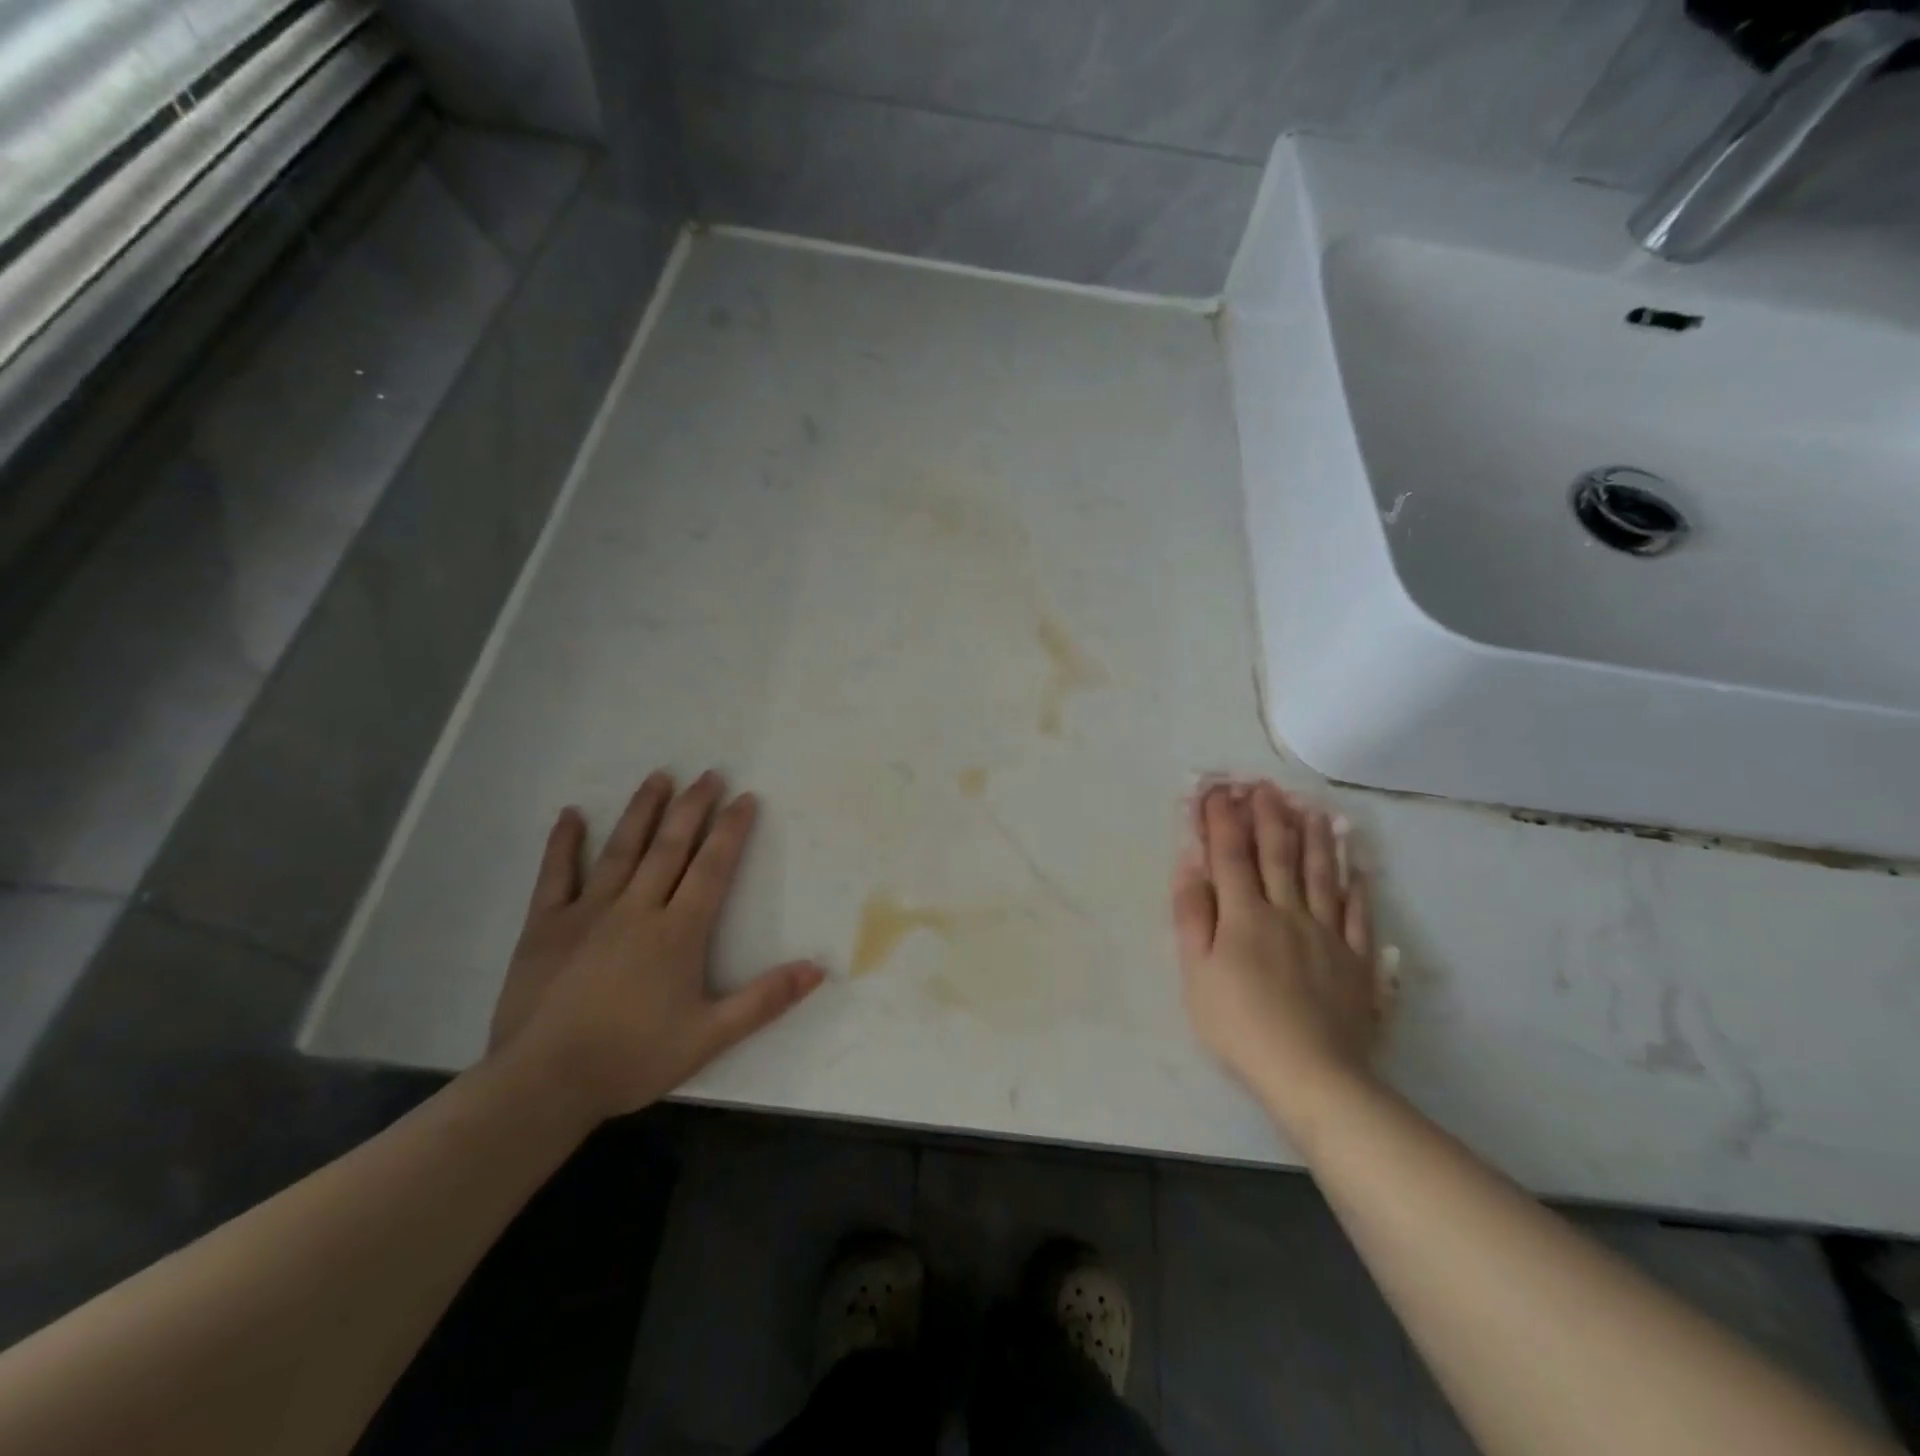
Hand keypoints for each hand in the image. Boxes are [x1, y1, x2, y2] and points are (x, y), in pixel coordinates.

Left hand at [489, 771, 825, 1120]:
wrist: (542, 1084)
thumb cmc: (632, 1059)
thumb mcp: (710, 1037)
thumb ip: (764, 1000)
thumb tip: (818, 969)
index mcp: (678, 931)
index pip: (712, 867)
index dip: (731, 829)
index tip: (745, 797)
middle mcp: (636, 908)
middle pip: (670, 846)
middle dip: (693, 806)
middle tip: (709, 773)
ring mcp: (587, 912)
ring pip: (621, 849)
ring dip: (642, 810)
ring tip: (659, 776)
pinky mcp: (545, 925)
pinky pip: (555, 875)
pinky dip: (563, 843)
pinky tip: (571, 814)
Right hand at [1172, 781, 1387, 1125]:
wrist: (1310, 1073)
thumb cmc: (1239, 1024)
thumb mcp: (1195, 972)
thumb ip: (1192, 915)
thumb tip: (1190, 864)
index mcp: (1243, 915)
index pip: (1230, 854)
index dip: (1222, 819)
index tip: (1216, 790)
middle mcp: (1286, 912)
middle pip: (1278, 855)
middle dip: (1268, 817)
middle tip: (1265, 786)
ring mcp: (1326, 934)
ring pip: (1321, 875)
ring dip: (1315, 839)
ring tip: (1313, 809)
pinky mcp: (1355, 960)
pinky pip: (1358, 913)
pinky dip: (1357, 886)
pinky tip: (1358, 867)